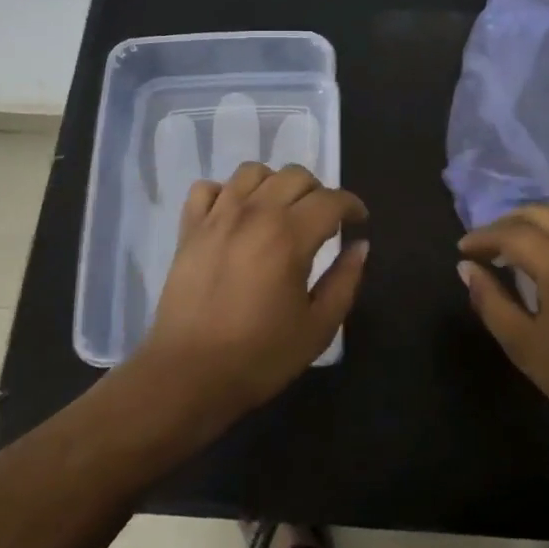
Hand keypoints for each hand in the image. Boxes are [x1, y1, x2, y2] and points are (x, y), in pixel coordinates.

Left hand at [135, 162, 368, 426]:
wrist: (188, 375)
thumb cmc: (260, 356)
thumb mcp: (318, 327)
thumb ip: (345, 281)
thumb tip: (360, 246)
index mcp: (289, 235)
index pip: (331, 200)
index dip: (352, 206)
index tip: (358, 222)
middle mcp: (254, 213)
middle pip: (295, 176)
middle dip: (318, 192)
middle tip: (323, 221)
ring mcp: (217, 217)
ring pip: (252, 172)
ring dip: (275, 184)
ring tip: (280, 211)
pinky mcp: (188, 228)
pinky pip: (207, 188)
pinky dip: (226, 193)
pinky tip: (235, 215)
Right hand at [458, 198, 548, 449]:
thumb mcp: (526, 347)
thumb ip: (491, 303)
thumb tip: (467, 269)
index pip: (509, 234)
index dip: (481, 239)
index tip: (463, 250)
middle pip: (537, 213)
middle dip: (505, 224)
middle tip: (487, 246)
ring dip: (539, 216)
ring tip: (523, 239)